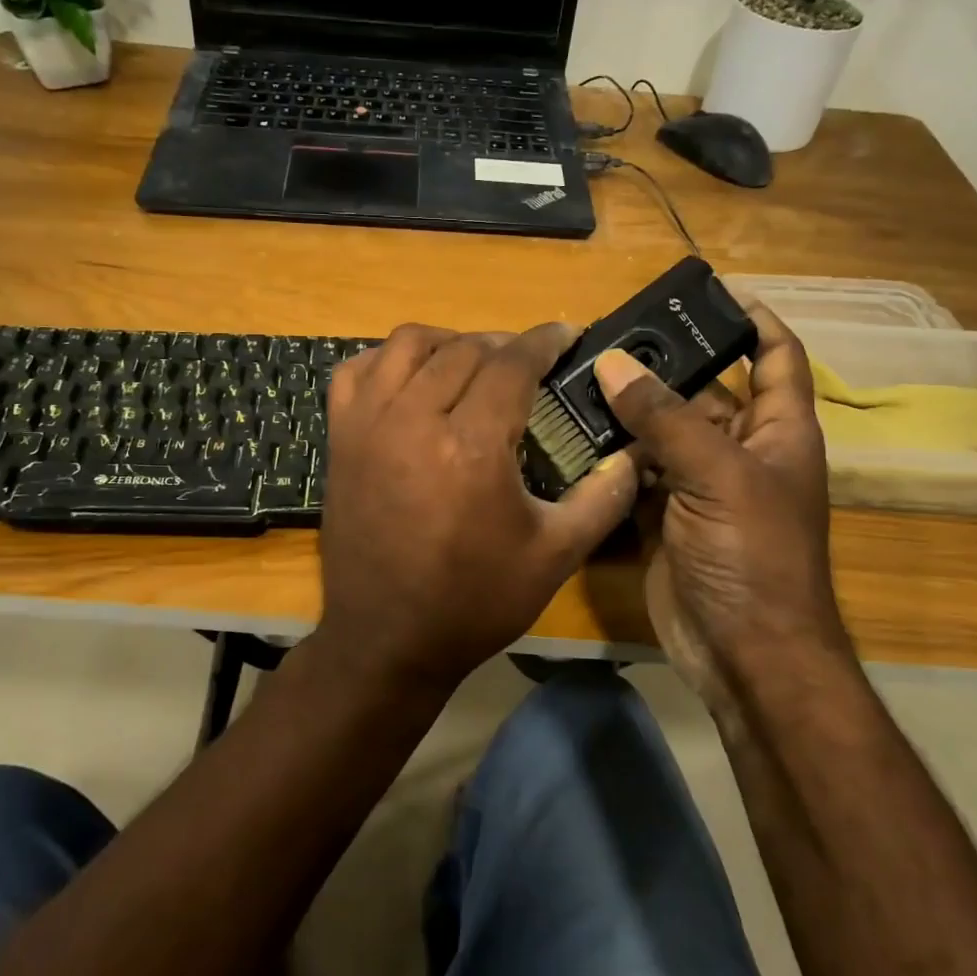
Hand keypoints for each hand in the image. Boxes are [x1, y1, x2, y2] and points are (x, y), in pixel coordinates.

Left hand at [314, 323, 637, 690]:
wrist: (387, 639)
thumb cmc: (474, 602)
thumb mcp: (555, 556)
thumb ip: (603, 498)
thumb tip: (636, 455)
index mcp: (471, 445)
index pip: (512, 364)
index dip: (544, 342)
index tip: (565, 335)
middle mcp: (414, 419)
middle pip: (464, 349)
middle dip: (503, 345)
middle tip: (527, 363)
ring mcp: (368, 425)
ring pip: (407, 344)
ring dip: (448, 342)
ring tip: (472, 363)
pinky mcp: (340, 439)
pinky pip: (356, 371)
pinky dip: (387, 361)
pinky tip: (410, 380)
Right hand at [592, 303, 848, 709]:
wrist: (744, 652)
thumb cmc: (753, 555)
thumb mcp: (717, 474)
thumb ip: (665, 417)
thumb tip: (611, 363)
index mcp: (777, 431)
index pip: (775, 357)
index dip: (753, 320)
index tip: (711, 293)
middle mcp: (739, 451)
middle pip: (702, 391)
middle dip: (661, 365)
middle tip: (605, 337)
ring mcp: (698, 485)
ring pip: (660, 432)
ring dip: (626, 410)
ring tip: (575, 377)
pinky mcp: (662, 516)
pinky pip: (634, 472)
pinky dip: (609, 456)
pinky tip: (572, 434)